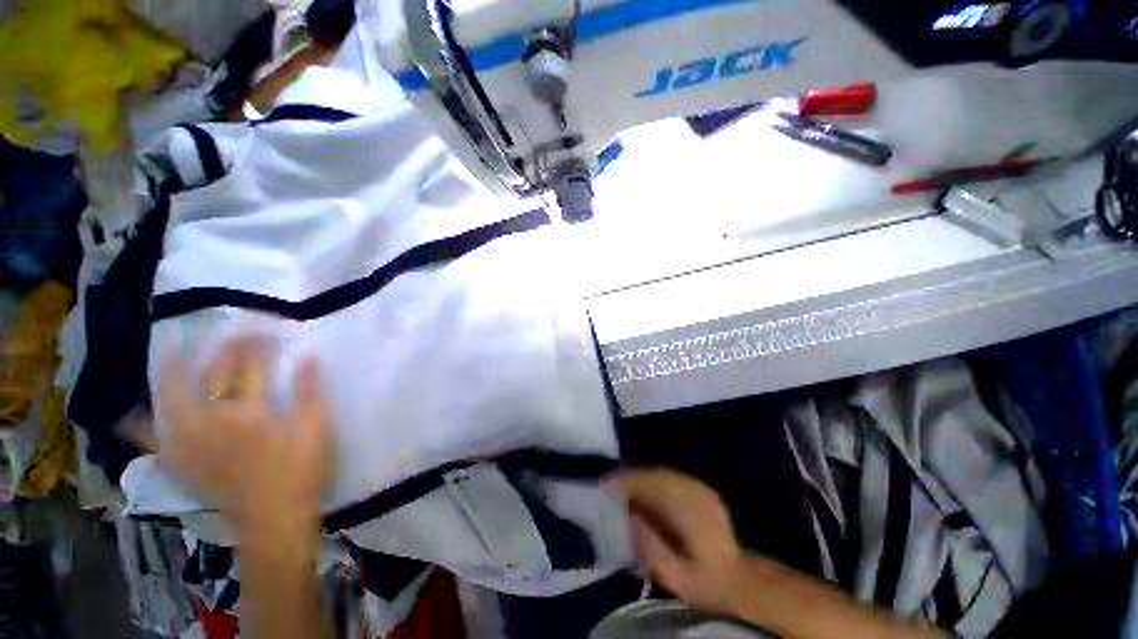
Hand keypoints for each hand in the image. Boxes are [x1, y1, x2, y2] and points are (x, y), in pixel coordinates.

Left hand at [158, 336, 331, 533]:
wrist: (274, 521)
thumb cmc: (301, 472)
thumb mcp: (315, 430)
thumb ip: (309, 392)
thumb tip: (307, 357)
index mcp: (250, 413)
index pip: (250, 365)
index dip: (256, 343)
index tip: (263, 328)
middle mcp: (213, 421)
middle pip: (212, 375)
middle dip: (222, 349)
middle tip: (228, 334)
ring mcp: (191, 442)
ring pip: (172, 398)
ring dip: (171, 373)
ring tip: (170, 351)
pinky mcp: (183, 463)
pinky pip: (154, 440)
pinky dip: (140, 426)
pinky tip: (131, 415)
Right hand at [608, 469, 742, 613]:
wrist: (739, 581)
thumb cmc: (703, 583)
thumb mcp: (673, 575)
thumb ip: (649, 546)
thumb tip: (629, 514)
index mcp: (690, 510)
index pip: (651, 483)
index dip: (626, 483)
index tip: (606, 488)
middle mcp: (695, 491)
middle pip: (655, 474)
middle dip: (630, 478)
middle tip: (610, 488)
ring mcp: (700, 487)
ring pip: (661, 473)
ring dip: (640, 479)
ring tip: (622, 490)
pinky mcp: (701, 489)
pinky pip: (670, 478)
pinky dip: (652, 482)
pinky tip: (643, 494)